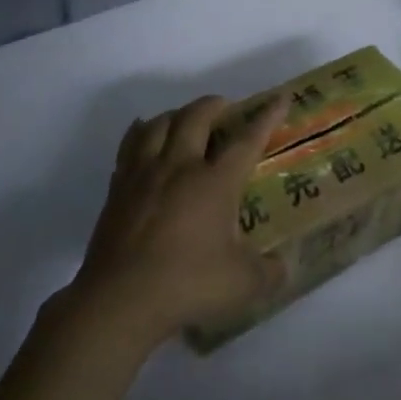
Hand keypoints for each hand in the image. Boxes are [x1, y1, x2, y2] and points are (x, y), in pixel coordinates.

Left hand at [73, 93, 288, 346]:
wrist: (119, 301)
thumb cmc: (187, 285)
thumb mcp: (243, 285)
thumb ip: (269, 272)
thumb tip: (283, 266)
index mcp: (215, 182)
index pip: (247, 139)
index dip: (266, 117)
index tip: (280, 98)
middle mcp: (180, 166)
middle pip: (196, 117)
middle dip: (214, 105)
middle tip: (225, 108)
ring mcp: (144, 175)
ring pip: (159, 124)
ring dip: (176, 114)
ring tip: (185, 120)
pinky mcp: (117, 189)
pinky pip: (129, 146)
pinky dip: (141, 133)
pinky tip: (144, 137)